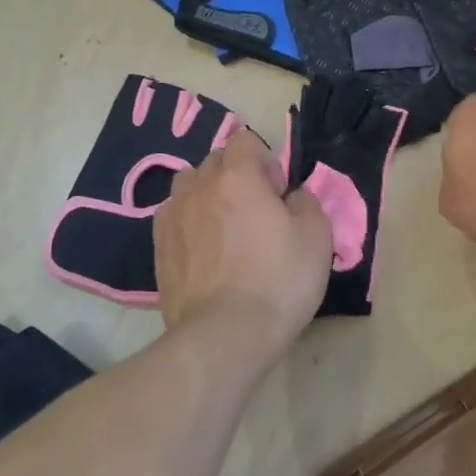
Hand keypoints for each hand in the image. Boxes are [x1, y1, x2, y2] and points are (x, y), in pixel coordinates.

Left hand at [155, 126, 331, 354]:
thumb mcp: (317, 238)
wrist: (225, 335)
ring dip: (208, 195)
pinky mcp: (158, 248)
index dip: (266, 161)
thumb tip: (293, 196)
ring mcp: (172, 216)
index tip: (278, 194)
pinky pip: (174, 217)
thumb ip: (307, 202)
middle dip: (237, 176)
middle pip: (216, 161)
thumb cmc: (278, 281)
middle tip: (257, 213)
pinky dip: (189, 222)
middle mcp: (199, 187)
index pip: (244, 139)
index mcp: (237, 177)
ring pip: (189, 186)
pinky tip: (204, 252)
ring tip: (225, 229)